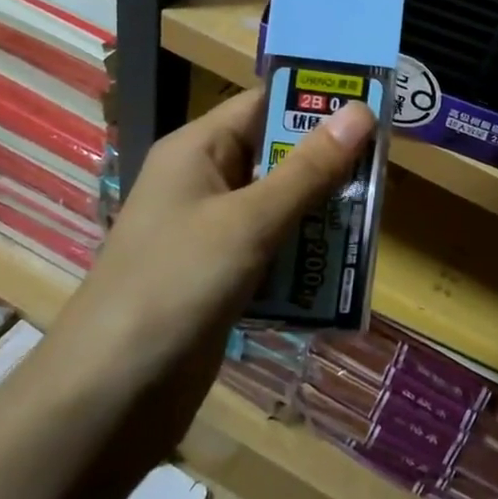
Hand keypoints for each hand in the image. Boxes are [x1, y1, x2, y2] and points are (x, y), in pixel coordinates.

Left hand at [47, 88, 372, 431]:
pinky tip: (342, 268)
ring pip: (280, 206)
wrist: (110, 395)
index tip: (375, 108)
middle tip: (386, 171)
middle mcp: (204, 181)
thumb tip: (363, 112)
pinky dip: (304, 255)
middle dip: (328, 164)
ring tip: (375, 219)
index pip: (264, 105)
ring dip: (322, 214)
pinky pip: (273, 250)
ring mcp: (211, 232)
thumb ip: (308, 170)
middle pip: (277, 156)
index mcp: (198, 149)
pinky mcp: (221, 276)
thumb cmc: (176, 285)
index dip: (316, 102)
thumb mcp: (249, 221)